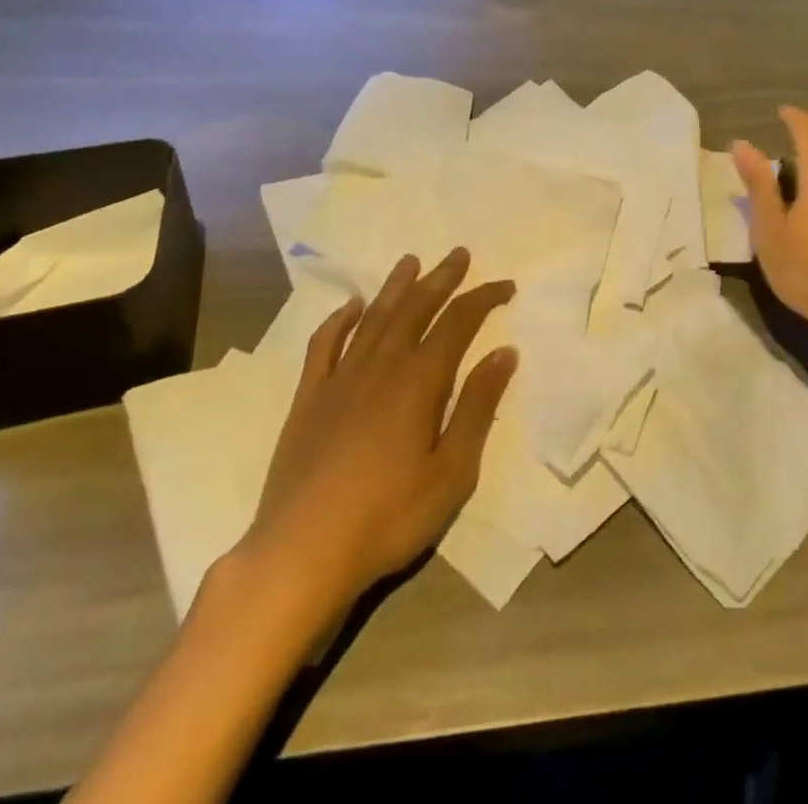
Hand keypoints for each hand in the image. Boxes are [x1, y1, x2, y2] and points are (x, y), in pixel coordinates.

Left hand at [228, 250, 516, 642]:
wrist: (301, 554)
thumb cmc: (389, 517)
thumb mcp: (452, 471)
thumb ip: (478, 407)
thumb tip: (505, 353)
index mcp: (420, 380)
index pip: (458, 322)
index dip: (483, 298)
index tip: (505, 286)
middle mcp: (381, 366)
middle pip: (415, 308)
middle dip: (440, 278)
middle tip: (458, 254)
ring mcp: (340, 380)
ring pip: (373, 318)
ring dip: (395, 287)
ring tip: (410, 261)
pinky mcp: (308, 400)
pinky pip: (324, 346)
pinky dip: (339, 320)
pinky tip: (350, 307)